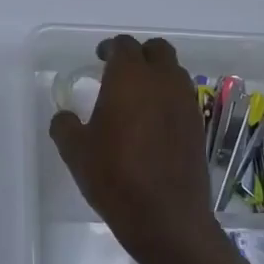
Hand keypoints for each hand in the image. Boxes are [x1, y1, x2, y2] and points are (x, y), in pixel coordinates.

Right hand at [49, 36, 218, 262]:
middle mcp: (163, 83)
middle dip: (139, 55)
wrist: (166, 217)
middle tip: (119, 72)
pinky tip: (152, 122)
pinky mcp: (198, 127)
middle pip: (157, 50)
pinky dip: (168, 99)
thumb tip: (65, 116)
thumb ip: (65, 125)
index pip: (124, 46)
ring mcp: (186, 104)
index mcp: (130, 79)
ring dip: (156, 75)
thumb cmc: (114, 177)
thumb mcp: (75, 151)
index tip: (99, 59)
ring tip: (136, 97)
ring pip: (174, 72)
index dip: (110, 49)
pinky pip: (182, 98)